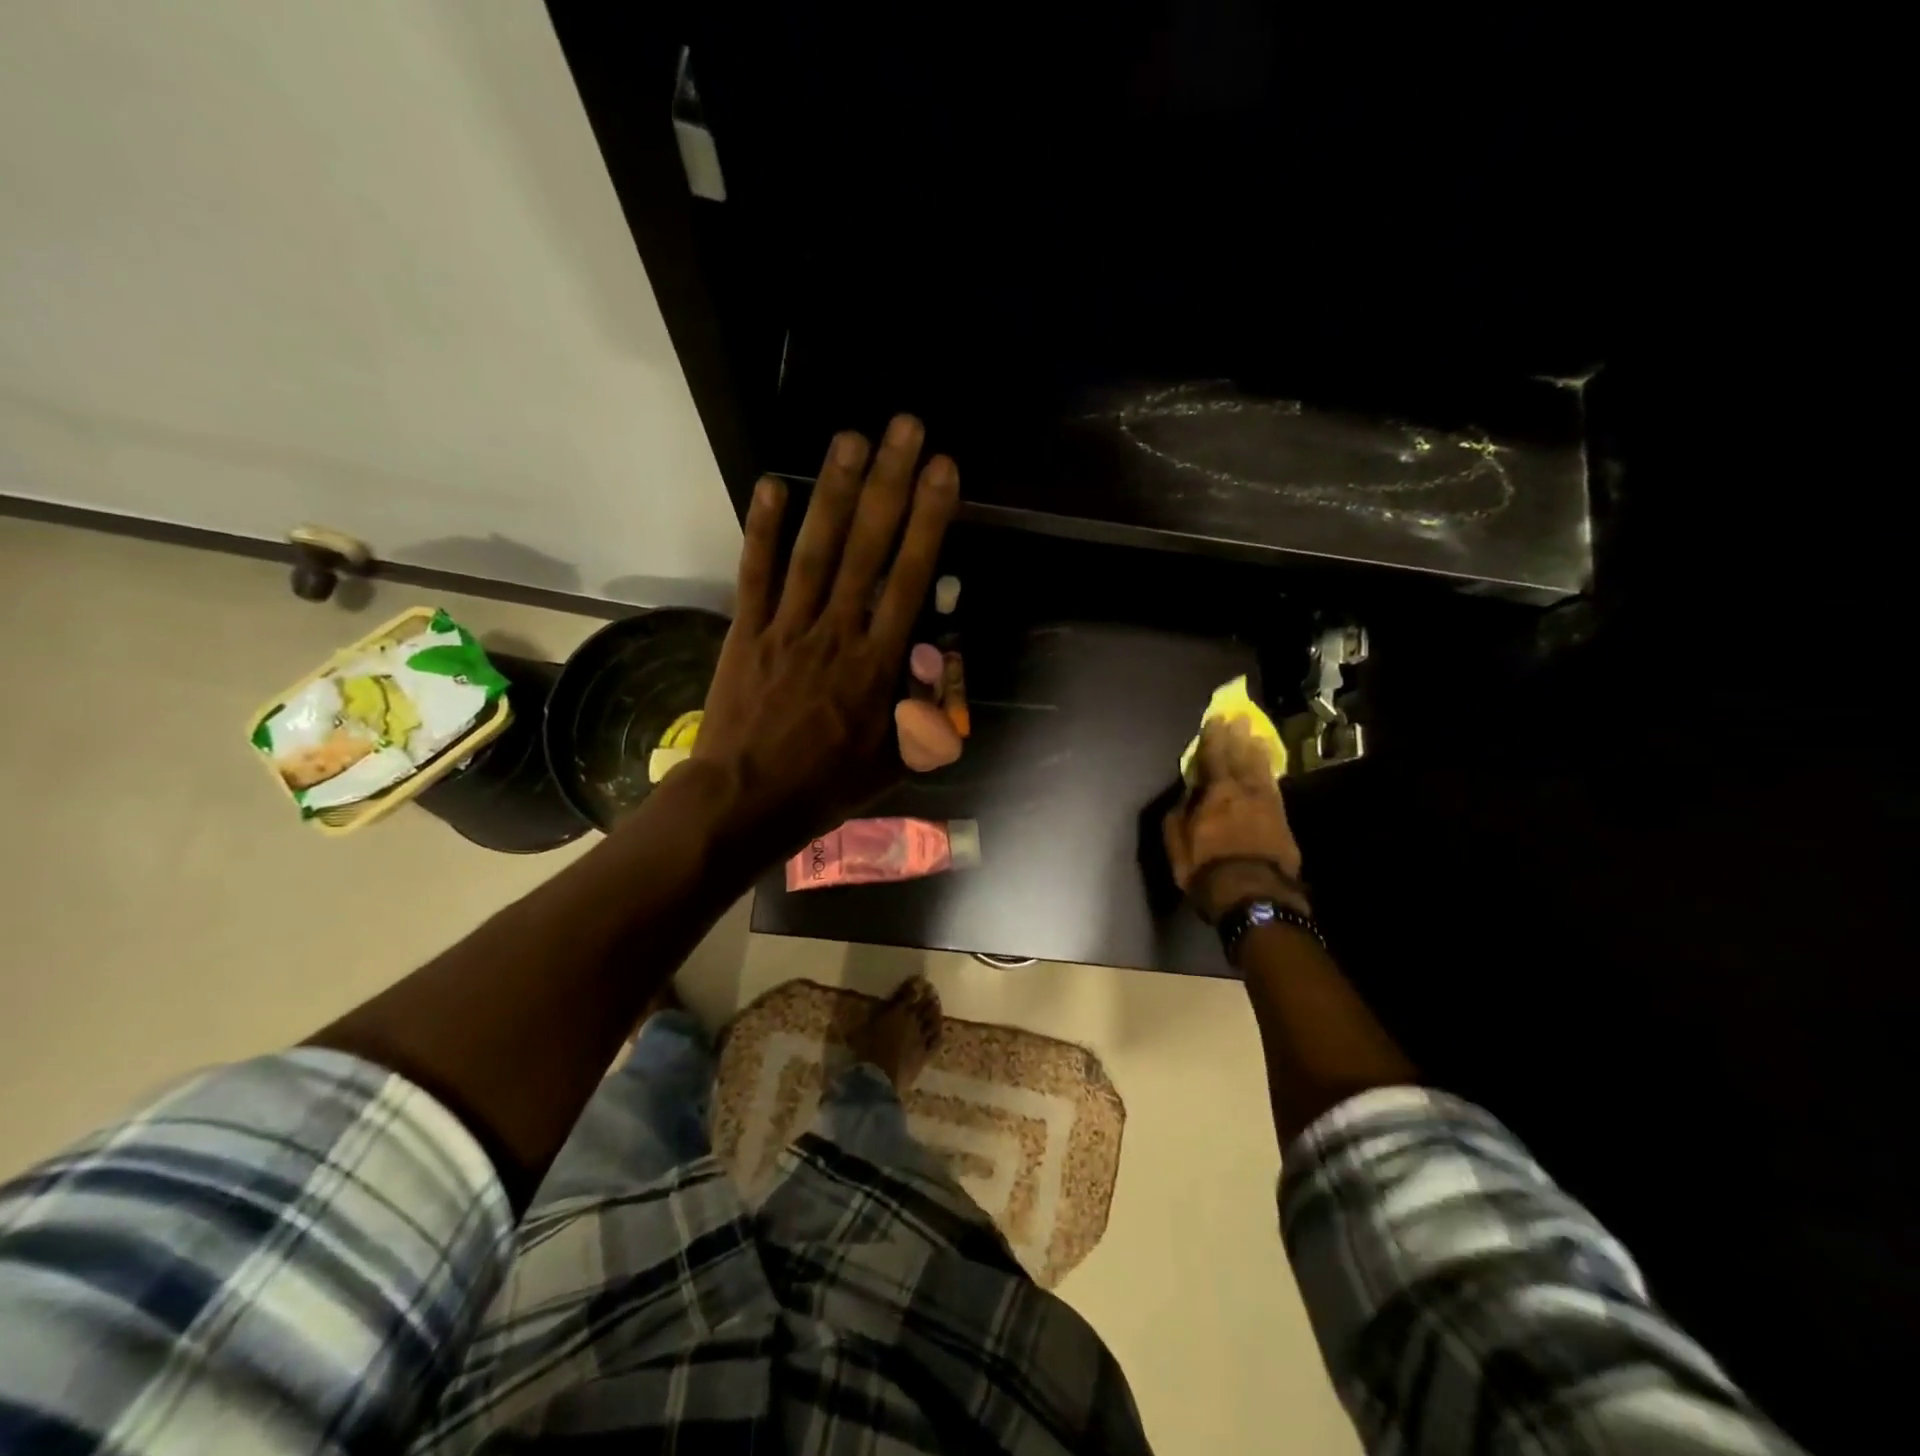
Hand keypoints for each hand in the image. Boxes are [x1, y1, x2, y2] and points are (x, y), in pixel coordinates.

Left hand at [691, 415, 959, 862]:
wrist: (746, 802)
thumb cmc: (826, 786)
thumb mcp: (893, 764)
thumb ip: (925, 714)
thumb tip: (941, 665)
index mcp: (877, 666)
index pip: (908, 579)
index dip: (928, 521)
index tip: (942, 471)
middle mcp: (836, 633)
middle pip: (867, 549)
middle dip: (889, 484)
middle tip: (904, 427)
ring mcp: (786, 628)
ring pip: (815, 551)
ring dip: (833, 492)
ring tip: (850, 438)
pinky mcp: (745, 632)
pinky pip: (755, 575)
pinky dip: (762, 531)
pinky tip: (771, 485)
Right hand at [1163, 717, 1309, 922]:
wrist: (1254, 896)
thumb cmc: (1207, 870)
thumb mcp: (1177, 844)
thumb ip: (1178, 815)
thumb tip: (1184, 795)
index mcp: (1215, 793)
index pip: (1212, 757)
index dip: (1212, 737)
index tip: (1214, 720)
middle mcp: (1243, 791)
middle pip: (1240, 757)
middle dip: (1238, 737)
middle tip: (1239, 718)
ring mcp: (1267, 805)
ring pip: (1261, 770)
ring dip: (1257, 751)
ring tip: (1256, 736)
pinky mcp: (1283, 821)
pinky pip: (1274, 787)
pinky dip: (1271, 774)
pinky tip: (1269, 770)